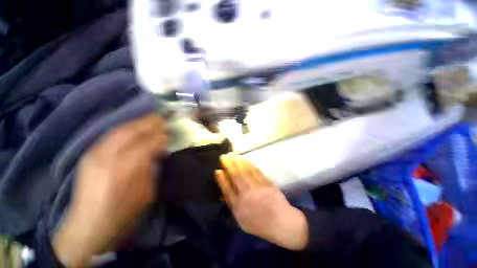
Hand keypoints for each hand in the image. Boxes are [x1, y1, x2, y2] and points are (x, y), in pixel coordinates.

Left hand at [52, 114, 167, 266]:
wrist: (88, 226)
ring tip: (151, 119)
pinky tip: (134, 128)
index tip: (170, 132)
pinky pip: (110, 136)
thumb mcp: (147, 192)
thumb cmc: (123, 213)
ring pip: (120, 130)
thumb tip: (160, 150)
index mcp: (126, 170)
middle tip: (162, 118)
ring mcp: (95, 155)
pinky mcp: (89, 156)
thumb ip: (153, 167)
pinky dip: (126, 129)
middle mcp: (108, 158)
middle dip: (150, 123)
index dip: (161, 136)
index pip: (148, 144)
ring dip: (138, 123)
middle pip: (132, 132)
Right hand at [215, 154, 308, 250]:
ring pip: (246, 172)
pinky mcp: (267, 183)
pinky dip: (250, 165)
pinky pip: (256, 172)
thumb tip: (224, 191)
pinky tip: (245, 160)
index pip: (228, 190)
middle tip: (224, 156)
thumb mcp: (242, 219)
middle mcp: (247, 195)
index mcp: (240, 206)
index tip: (218, 170)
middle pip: (236, 176)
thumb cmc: (259, 222)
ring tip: (233, 155)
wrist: (281, 223)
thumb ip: (233, 204)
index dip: (222, 179)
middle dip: (229, 165)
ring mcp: (258, 188)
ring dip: (238, 162)